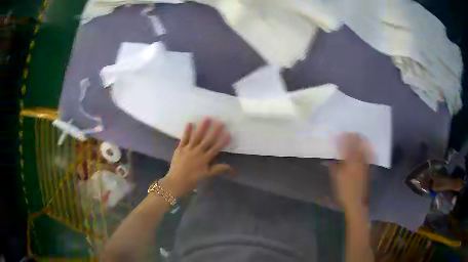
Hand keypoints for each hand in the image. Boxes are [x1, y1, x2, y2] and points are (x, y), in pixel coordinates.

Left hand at [160, 118, 231, 196]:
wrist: (176, 181)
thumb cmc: (192, 179)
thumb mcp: (207, 175)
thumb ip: (218, 169)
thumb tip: (231, 167)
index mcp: (205, 159)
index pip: (216, 148)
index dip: (222, 141)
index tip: (228, 133)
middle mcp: (198, 152)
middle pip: (207, 140)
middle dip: (214, 131)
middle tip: (220, 122)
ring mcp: (188, 149)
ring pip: (196, 137)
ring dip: (202, 127)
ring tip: (207, 118)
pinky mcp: (180, 148)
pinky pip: (184, 138)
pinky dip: (187, 131)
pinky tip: (190, 123)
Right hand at [329, 133, 373, 212]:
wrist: (357, 201)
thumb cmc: (344, 190)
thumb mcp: (336, 178)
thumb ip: (334, 166)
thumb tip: (332, 158)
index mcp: (350, 160)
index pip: (347, 144)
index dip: (342, 138)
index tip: (338, 135)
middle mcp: (359, 159)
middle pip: (357, 143)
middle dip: (352, 136)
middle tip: (347, 133)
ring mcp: (365, 162)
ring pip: (363, 146)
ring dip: (359, 140)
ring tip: (355, 136)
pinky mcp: (368, 167)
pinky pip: (368, 153)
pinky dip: (365, 147)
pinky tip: (363, 147)